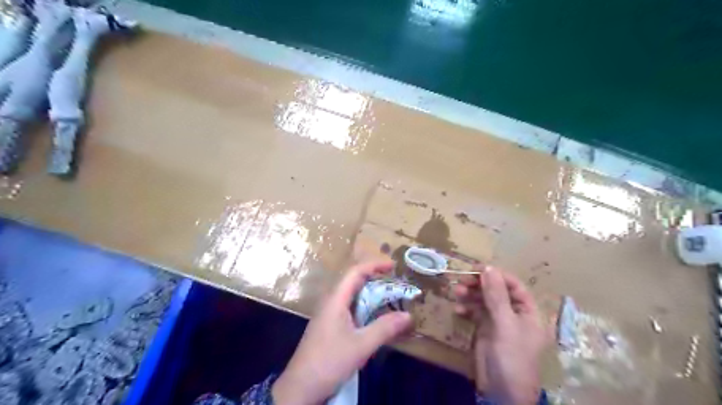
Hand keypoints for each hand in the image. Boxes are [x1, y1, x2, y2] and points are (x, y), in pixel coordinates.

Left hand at [275, 259, 414, 403]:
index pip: (355, 272)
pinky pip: (350, 308)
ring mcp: (329, 314)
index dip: (374, 265)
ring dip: (371, 294)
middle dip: (375, 278)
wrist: (300, 387)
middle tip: (396, 284)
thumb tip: (408, 315)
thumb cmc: (329, 361)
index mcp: (336, 299)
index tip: (393, 266)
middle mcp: (331, 301)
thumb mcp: (361, 345)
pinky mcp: (330, 325)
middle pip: (354, 281)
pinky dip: (365, 307)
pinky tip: (374, 317)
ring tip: (390, 298)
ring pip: (352, 296)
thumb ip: (384, 328)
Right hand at [453, 266, 544, 404]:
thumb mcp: (505, 325)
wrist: (501, 393)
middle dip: (480, 285)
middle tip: (462, 280)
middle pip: (496, 291)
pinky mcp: (485, 329)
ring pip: (484, 300)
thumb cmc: (511, 357)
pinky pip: (475, 312)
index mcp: (528, 312)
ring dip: (470, 295)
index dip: (497, 275)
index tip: (477, 269)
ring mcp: (499, 322)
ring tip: (457, 293)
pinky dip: (467, 309)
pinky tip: (458, 310)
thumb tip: (489, 267)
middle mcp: (514, 314)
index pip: (514, 285)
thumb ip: (496, 296)